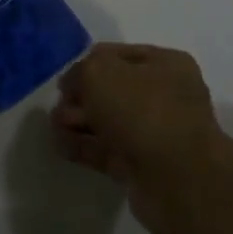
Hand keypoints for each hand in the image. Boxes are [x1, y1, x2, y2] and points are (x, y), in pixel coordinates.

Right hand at [53, 43, 232, 233]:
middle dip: (81, 96)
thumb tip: (73, 84)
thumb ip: (80, 71)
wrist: (177, 178)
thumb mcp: (101, 73)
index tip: (63, 80)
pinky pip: (106, 150)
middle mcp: (164, 96)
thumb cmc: (143, 111)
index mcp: (166, 64)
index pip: (117, 55)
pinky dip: (83, 146)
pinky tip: (60, 145)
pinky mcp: (142, 166)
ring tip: (55, 126)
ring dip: (78, 121)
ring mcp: (154, 133)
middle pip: (111, 90)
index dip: (87, 64)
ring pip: (107, 121)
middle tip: (59, 107)